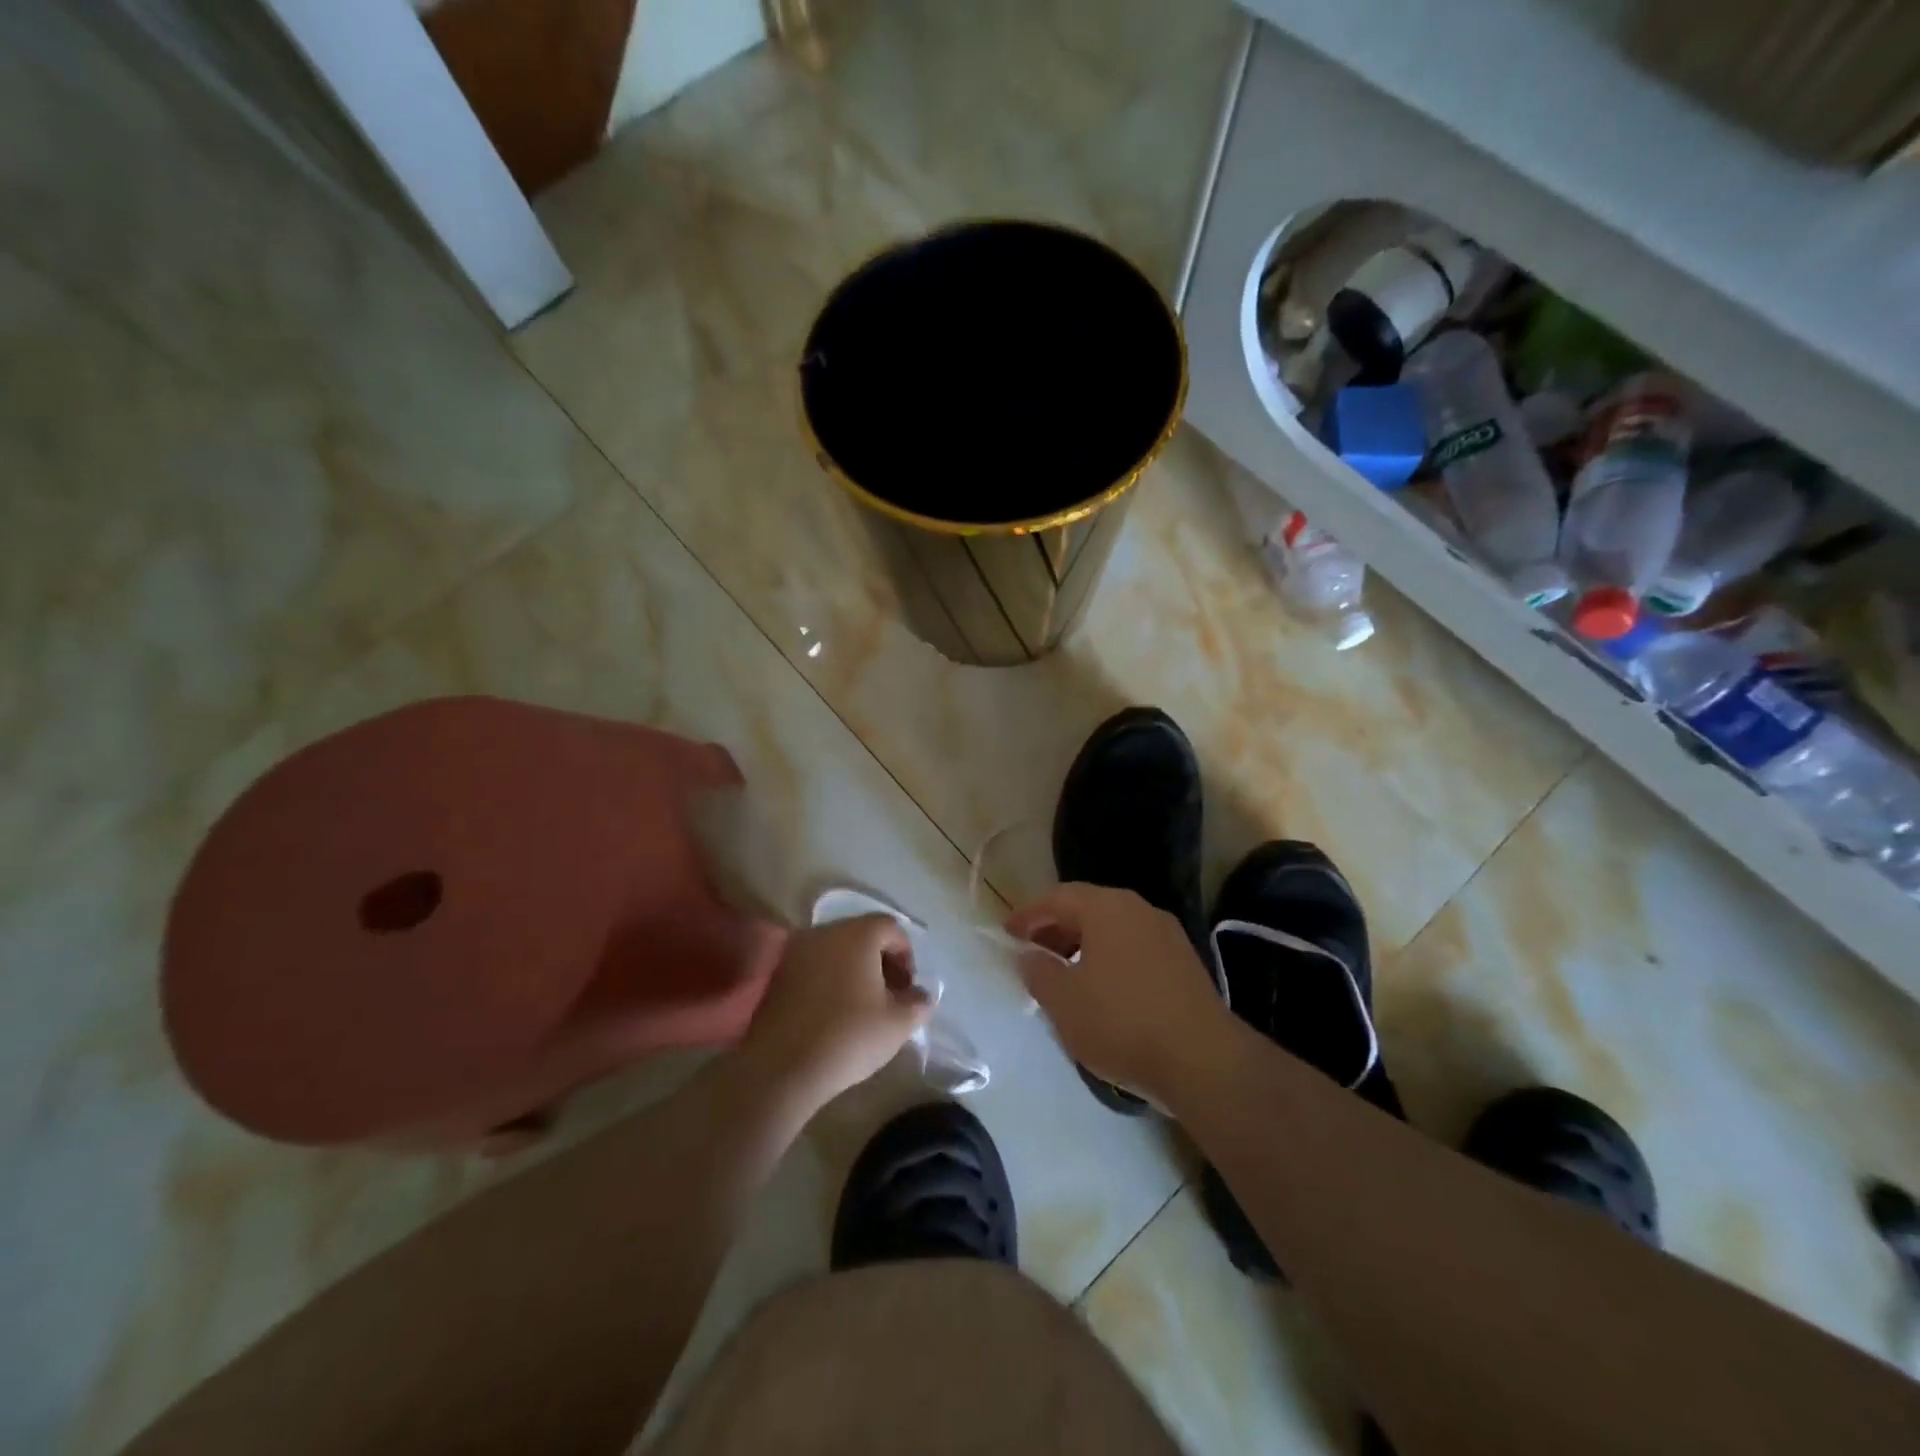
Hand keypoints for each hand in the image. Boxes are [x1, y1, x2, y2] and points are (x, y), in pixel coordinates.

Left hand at [738, 914, 933, 1112]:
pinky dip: (830, 981)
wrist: (782, 1067)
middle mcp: (825, 932)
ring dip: (855, 971)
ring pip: (836, 951)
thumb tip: (921, 996)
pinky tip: (834, 1013)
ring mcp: (797, 952)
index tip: (908, 988)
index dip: (906, 954)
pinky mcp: (778, 975)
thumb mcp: (898, 1024)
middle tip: (890, 996)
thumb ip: (918, 1003)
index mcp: (857, 934)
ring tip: (863, 1007)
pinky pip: (814, 967)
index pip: (890, 927)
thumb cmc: (848, 1036)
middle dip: (881, 961)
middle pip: (862, 935)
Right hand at [1005, 883, 1233, 1106]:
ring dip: (1082, 946)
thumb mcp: (1063, 1000)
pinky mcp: (1185, 964)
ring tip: (1063, 976)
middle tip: (1031, 954)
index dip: (1028, 914)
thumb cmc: (1121, 1021)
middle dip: (1055, 929)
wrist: (1202, 1060)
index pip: (1057, 897)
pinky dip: (1109, 960)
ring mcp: (1167, 935)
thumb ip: (1038, 971)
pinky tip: (1101, 992)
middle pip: (1087, 909)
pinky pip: (1134, 949)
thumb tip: (1029, 955)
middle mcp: (1139, 910)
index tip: (1007, 934)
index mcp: (1107, 907)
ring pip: (1113, 930)